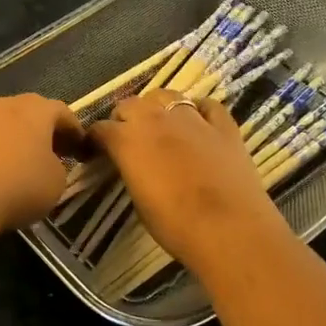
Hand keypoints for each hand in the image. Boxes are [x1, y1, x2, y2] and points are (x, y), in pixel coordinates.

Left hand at [0, 94, 84, 233]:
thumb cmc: (21, 185)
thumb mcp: (57, 181)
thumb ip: (57, 166)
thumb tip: (47, 163)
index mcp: (37, 109)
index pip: (62, 113)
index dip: (74, 131)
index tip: (81, 150)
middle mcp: (5, 104)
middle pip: (29, 112)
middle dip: (42, 131)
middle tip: (52, 153)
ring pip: (1, 124)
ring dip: (12, 139)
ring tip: (19, 163)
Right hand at [87, 92, 286, 275]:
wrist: (229, 230)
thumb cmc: (175, 225)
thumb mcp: (138, 200)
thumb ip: (131, 171)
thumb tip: (132, 165)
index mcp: (128, 140)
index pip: (100, 129)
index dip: (96, 140)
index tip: (96, 152)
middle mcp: (156, 119)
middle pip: (130, 104)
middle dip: (124, 119)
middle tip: (128, 140)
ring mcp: (193, 118)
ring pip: (166, 95)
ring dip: (157, 108)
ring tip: (160, 126)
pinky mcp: (224, 126)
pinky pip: (207, 105)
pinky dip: (198, 110)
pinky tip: (198, 123)